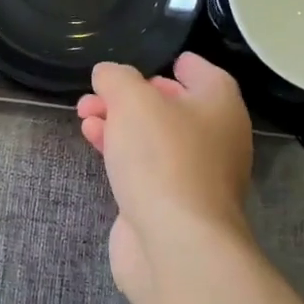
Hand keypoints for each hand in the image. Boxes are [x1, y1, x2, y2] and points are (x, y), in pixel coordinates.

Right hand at [75, 52, 256, 300]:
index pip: (202, 72)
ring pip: (153, 136)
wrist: (175, 243)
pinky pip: (144, 165)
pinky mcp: (171, 203)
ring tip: (84, 114)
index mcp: (219, 105)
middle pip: (172, 105)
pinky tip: (93, 141)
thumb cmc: (162, 158)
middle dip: (130, 95)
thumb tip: (108, 74)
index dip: (176, 63)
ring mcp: (195, 174)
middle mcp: (215, 137)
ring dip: (118, 122)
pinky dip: (120, 150)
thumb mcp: (132, 100)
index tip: (152, 60)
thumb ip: (116, 78)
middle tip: (96, 92)